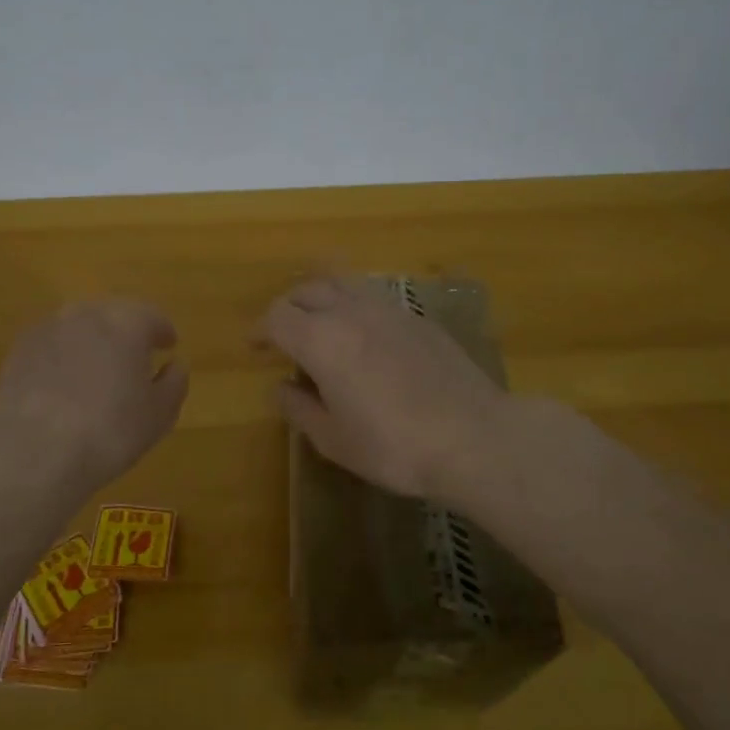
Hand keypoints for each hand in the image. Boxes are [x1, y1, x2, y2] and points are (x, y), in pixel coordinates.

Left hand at [0, 300, 188, 491]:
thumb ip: (174, 382)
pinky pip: (53, 343)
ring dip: (93, 340)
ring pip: (79, 326)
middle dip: (126, 331)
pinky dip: (64, 355)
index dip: (162, 331)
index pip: (152, 316)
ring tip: (98, 369)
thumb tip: (175, 364)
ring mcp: (48, 328)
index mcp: (127, 323)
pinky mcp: (20, 349)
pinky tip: (65, 382)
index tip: (168, 346)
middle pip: (114, 314)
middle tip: (134, 356)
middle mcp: (87, 314)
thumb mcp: (159, 414)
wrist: (35, 452)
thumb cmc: (110, 432)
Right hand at [257, 276, 508, 500]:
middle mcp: (351, 312)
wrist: (473, 437)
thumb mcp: (333, 440)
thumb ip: (299, 408)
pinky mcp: (418, 318)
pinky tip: (363, 335)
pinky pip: (373, 297)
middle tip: (283, 335)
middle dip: (287, 308)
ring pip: (343, 283)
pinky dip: (354, 305)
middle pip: (307, 290)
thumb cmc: (394, 446)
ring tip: (320, 324)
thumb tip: (280, 387)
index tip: (256, 348)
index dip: (260, 330)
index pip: (277, 316)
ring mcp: (389, 310)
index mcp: (322, 340)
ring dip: (321, 298)